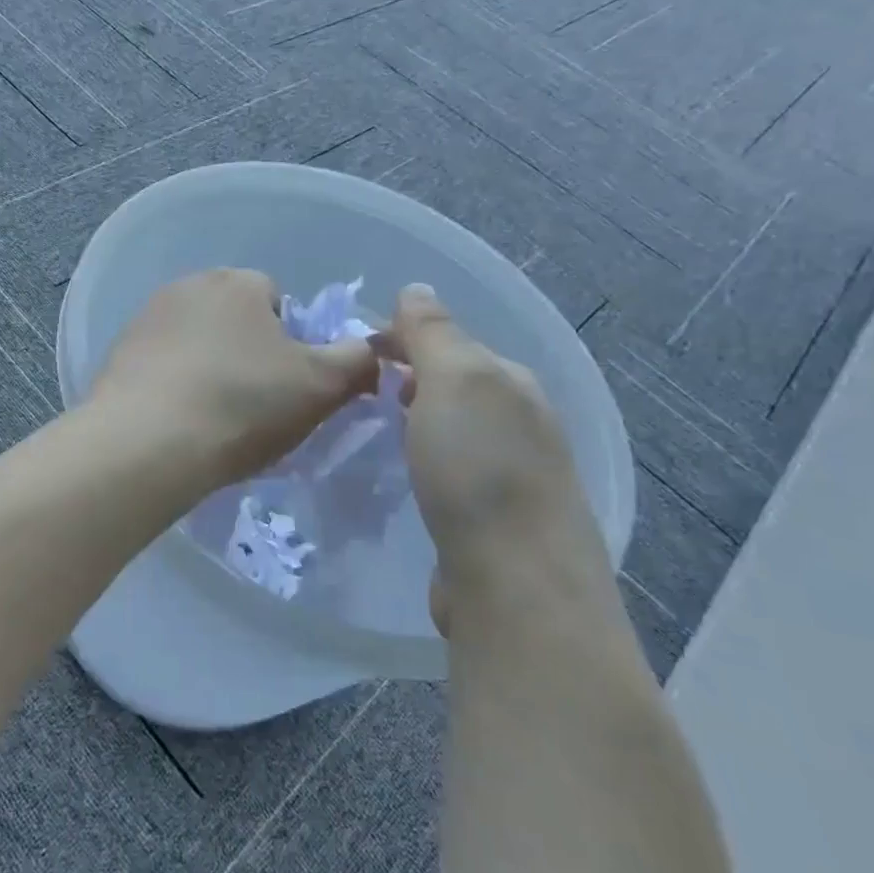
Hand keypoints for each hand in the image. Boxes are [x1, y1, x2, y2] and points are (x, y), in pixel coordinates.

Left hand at [88, 269, 379, 496]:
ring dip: (208, 368)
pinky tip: (176, 421)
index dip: (291, 345)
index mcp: (238, 281)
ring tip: (212, 419)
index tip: (287, 387)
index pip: (279, 302)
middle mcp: (188, 285)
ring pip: (196, 342)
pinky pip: (161, 365)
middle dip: (248, 354)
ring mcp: (147, 317)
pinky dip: (173, 385)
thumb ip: (356, 362)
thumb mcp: (320, 386)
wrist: (146, 442)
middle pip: (235, 320)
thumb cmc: (243, 405)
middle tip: (254, 406)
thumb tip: (372, 350)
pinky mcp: (118, 352)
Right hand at [374, 285, 607, 636]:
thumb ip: (435, 333)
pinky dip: (423, 462)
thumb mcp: (455, 381)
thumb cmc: (479, 469)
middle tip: (353, 392)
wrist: (515, 584)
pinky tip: (403, 476)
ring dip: (414, 422)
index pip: (450, 341)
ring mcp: (512, 475)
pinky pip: (451, 472)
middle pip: (453, 386)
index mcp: (512, 383)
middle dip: (406, 380)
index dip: (400, 339)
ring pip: (453, 430)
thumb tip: (416, 288)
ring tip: (371, 429)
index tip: (352, 355)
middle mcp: (521, 423)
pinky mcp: (493, 520)